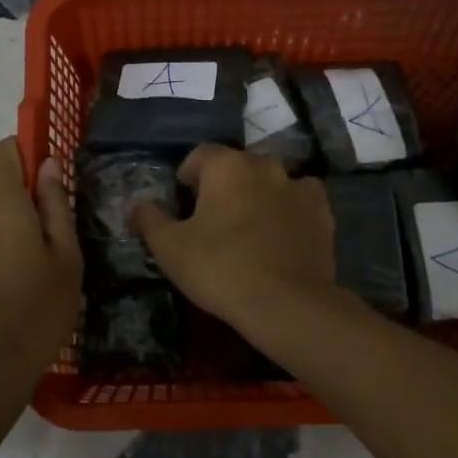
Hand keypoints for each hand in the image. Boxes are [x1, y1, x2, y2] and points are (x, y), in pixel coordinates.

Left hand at [0, 138, 81, 410]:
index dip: (23, 150)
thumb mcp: (65, 256)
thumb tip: (49, 164)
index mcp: (0, 206)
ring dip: (16, 230)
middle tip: (59, 240)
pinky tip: (20, 286)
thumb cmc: (38, 309)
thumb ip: (56, 205)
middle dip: (28, 203)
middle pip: (0, 189)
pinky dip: (2, 250)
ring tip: (42, 270)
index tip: (49, 171)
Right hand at [131, 144, 335, 330]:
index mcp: (227, 166)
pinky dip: (289, 210)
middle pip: (238, 165)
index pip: (201, 154)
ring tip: (248, 226)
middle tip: (212, 217)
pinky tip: (281, 234)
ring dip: (258, 194)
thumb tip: (135, 205)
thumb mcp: (170, 248)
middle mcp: (265, 166)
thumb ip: (149, 220)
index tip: (182, 196)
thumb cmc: (220, 268)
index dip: (188, 173)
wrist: (287, 303)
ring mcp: (299, 188)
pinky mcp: (322, 213)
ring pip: (271, 181)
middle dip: (223, 184)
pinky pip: (301, 201)